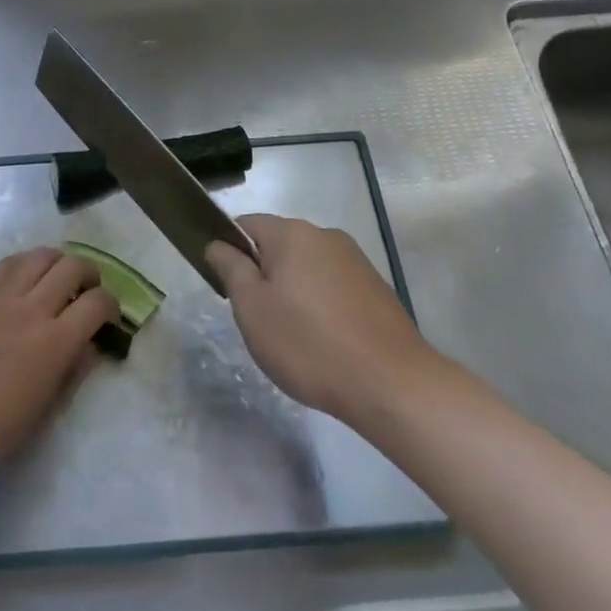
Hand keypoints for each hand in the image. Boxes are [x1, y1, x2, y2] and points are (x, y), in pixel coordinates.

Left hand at [0, 248, 119, 459]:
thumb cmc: (2, 424)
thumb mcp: (51, 405)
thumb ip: (75, 367)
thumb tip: (90, 343)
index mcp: (56, 341)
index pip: (96, 303)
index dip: (110, 304)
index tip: (108, 314)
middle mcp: (33, 309)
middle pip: (71, 268)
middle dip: (89, 274)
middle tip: (87, 287)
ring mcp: (2, 297)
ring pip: (39, 256)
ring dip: (58, 261)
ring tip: (58, 275)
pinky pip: (7, 264)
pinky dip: (25, 263)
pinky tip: (27, 274)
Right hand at [206, 214, 436, 422]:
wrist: (392, 385)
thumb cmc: (308, 344)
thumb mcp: (252, 308)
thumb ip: (230, 268)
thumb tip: (217, 244)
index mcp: (292, 233)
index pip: (246, 224)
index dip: (230, 249)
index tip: (227, 286)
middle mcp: (326, 236)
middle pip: (279, 245)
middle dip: (263, 274)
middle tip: (257, 318)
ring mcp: (356, 261)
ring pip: (307, 267)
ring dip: (293, 291)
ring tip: (292, 336)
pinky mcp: (376, 289)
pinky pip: (333, 286)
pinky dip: (321, 306)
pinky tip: (324, 342)